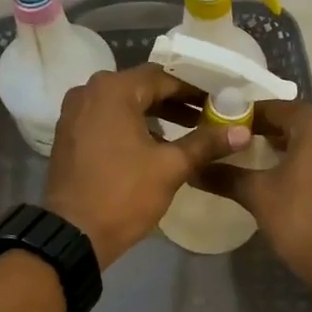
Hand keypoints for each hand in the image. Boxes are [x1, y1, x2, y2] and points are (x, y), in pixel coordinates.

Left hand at [44, 63, 249, 268]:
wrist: (72, 234)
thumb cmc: (123, 194)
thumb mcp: (170, 167)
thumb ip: (206, 143)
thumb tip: (242, 132)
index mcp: (113, 90)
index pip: (163, 78)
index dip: (195, 89)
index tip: (220, 101)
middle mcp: (89, 91)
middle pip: (142, 88)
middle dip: (176, 102)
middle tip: (209, 115)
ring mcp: (74, 113)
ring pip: (124, 105)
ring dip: (155, 115)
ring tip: (188, 131)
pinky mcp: (69, 134)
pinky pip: (107, 120)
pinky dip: (132, 126)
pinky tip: (155, 145)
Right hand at [197, 101, 311, 290]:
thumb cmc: (301, 220)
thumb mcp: (257, 195)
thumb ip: (225, 175)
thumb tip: (193, 169)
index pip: (269, 109)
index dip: (240, 119)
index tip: (216, 130)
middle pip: (290, 121)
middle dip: (260, 132)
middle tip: (229, 146)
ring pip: (308, 138)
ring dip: (281, 146)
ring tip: (250, 161)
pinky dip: (301, 159)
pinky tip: (280, 177)